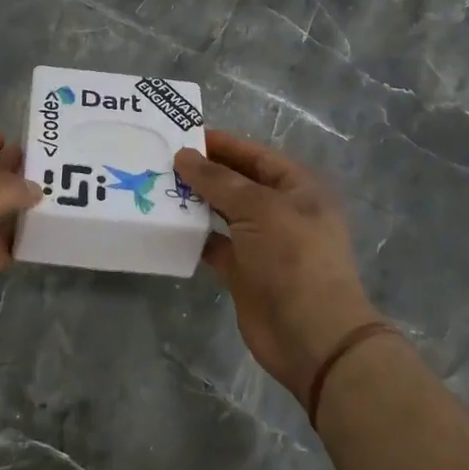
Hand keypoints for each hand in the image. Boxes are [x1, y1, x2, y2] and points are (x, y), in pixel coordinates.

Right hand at [174, 130, 385, 396]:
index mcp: (297, 189)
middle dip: (204, 172)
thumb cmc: (293, 257)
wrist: (311, 334)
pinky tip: (166, 225)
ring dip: (195, 203)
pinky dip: (193, 236)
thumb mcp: (258, 207)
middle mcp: (281, 212)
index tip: (184, 135)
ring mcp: (262, 244)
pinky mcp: (244, 272)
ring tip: (157, 187)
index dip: (223, 144)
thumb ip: (218, 180)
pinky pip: (214, 245)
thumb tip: (184, 156)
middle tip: (161, 160)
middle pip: (238, 183)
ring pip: (223, 213)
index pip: (256, 156)